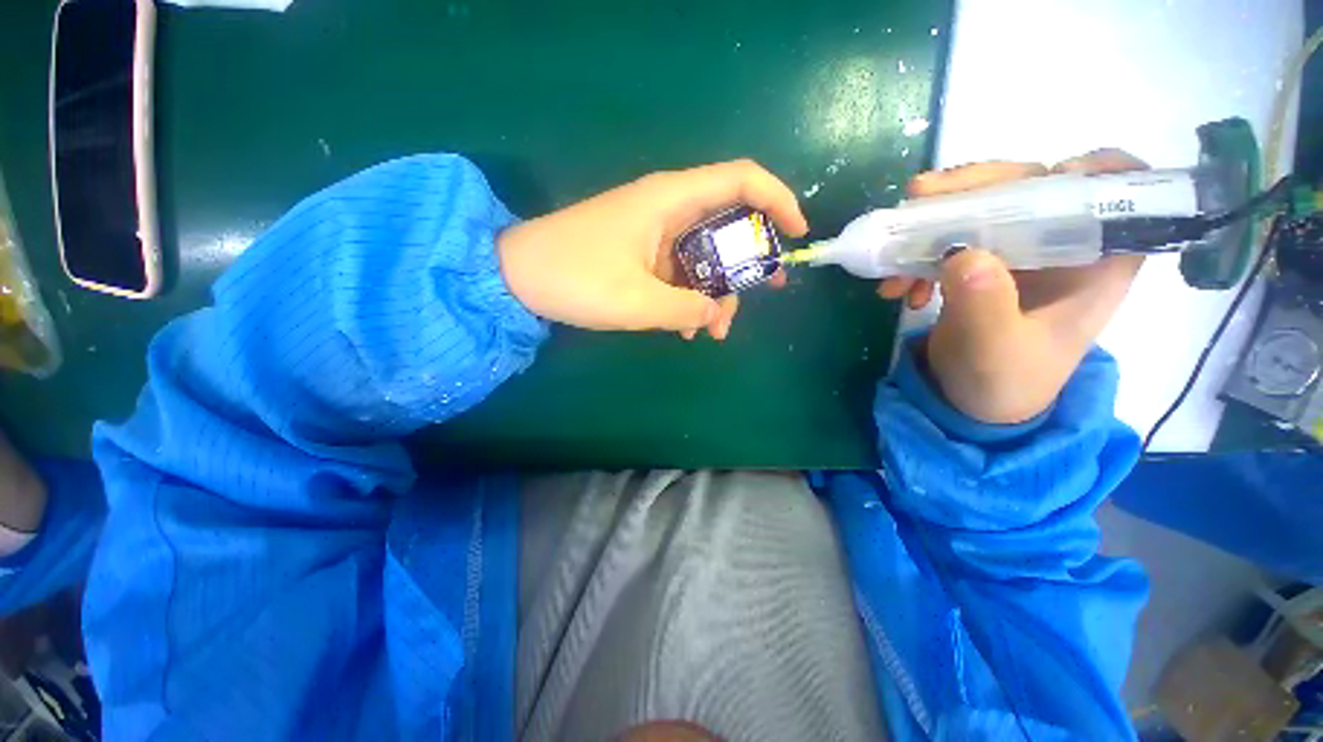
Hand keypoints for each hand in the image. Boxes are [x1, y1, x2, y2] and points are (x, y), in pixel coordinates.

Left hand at [498, 160, 807, 339]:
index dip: (777, 200)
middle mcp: (667, 208)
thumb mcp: (636, 302)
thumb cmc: (574, 278)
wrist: (518, 277)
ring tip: (716, 331)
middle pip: (729, 221)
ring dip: (718, 290)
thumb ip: (686, 311)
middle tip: (766, 291)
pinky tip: (688, 328)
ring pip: (706, 253)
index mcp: (670, 201)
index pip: (741, 179)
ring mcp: (654, 232)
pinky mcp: (642, 253)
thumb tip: (717, 316)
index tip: (795, 235)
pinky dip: (692, 295)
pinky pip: (682, 269)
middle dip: (752, 257)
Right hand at [879, 150, 1146, 423]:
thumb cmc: (1002, 382)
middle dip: (975, 188)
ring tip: (892, 261)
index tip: (1046, 177)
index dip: (1093, 170)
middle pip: (1035, 185)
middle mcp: (1064, 244)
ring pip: (984, 205)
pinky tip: (899, 287)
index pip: (1123, 191)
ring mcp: (1019, 250)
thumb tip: (961, 252)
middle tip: (918, 196)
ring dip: (931, 225)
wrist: (972, 402)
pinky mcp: (982, 261)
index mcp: (1097, 262)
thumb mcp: (993, 351)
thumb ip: (984, 306)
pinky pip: (951, 237)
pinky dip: (918, 254)